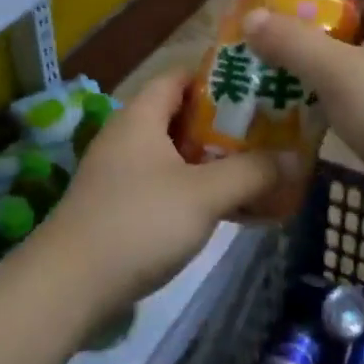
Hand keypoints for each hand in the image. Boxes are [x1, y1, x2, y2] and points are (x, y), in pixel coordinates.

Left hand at [28, 71, 291, 319]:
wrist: (68, 287)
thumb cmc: (138, 223)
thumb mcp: (204, 195)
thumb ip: (252, 172)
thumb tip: (296, 158)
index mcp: (141, 116)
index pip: (181, 75)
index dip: (219, 75)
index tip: (259, 84)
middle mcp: (128, 136)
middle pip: (183, 115)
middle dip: (227, 122)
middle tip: (270, 129)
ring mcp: (121, 173)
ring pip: (177, 154)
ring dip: (215, 160)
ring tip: (259, 167)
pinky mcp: (120, 207)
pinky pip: (168, 184)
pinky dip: (198, 189)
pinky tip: (229, 208)